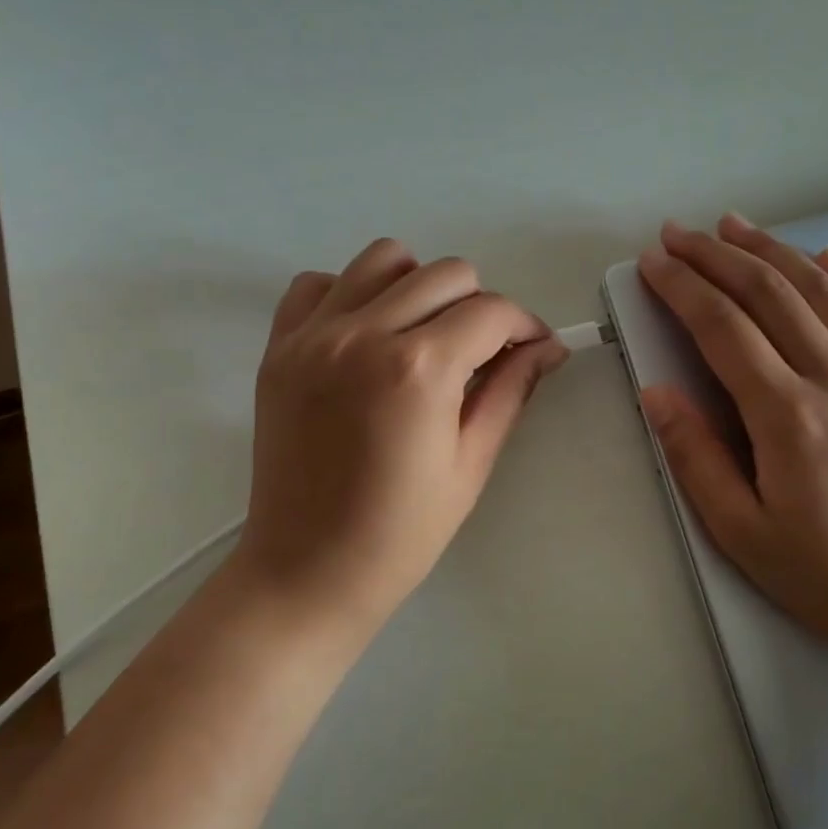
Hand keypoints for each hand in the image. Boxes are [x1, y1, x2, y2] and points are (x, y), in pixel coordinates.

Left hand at [234, 238, 567, 640]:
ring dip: (418, 286)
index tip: (533, 349)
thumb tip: (548, 347)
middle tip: (480, 352)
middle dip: (479, 306)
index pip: (492, 311)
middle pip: (446, 273)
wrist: (306, 570)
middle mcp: (364, 333)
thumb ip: (510, 391)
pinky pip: (319, 283)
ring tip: (422, 333)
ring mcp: (314, 335)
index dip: (525, 326)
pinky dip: (350, 294)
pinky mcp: (279, 346)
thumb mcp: (470, 464)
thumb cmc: (400, 533)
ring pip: (384, 258)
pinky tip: (365, 335)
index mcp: (420, 369)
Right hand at [637, 215, 827, 663]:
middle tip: (678, 232)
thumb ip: (694, 456)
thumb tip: (657, 391)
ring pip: (820, 291)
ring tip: (735, 225)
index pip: (723, 327)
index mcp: (789, 415)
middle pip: (770, 293)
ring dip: (772, 250)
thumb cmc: (826, 575)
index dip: (682, 287)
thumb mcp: (741, 531)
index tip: (652, 261)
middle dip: (717, 255)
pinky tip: (824, 255)